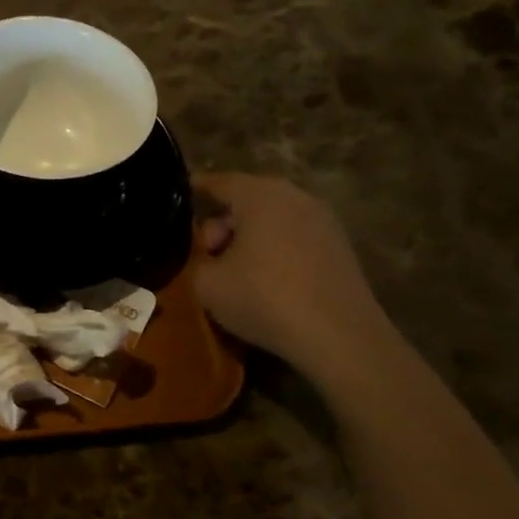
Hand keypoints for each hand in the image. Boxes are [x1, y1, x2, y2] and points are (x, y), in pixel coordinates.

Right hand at [192, 174, 394, 386]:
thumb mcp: (206, 284)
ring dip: (250, 239)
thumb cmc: (264, 298)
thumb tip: (203, 257)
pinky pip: (294, 238)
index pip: (219, 182)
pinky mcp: (340, 248)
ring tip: (233, 271)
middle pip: (248, 200)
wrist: (338, 336)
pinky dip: (274, 251)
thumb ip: (195, 262)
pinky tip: (264, 281)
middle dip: (222, 223)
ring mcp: (324, 221)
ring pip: (273, 219)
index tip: (178, 200)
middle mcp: (295, 197)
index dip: (195, 190)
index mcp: (261, 194)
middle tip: (205, 253)